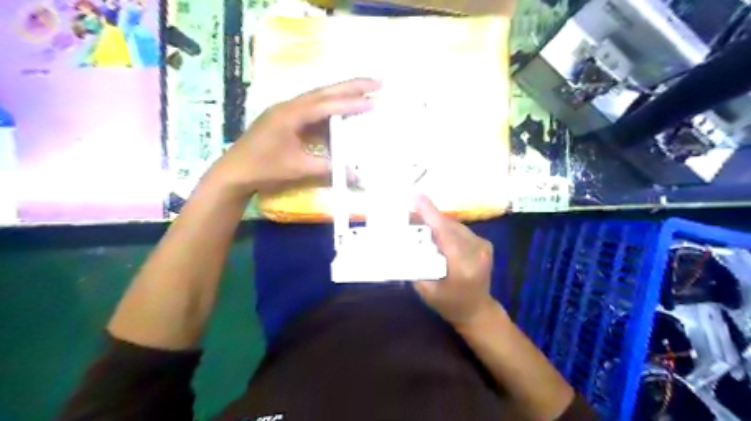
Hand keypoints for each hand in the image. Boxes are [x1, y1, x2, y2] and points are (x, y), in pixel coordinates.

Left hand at [207, 79, 377, 197]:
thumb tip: (356, 175)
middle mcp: (289, 106)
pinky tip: (341, 109)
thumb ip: (327, 168)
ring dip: (341, 93)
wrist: (234, 172)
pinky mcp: (285, 118)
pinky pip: (312, 108)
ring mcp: (286, 110)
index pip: (327, 105)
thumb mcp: (298, 168)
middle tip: (377, 81)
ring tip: (365, 90)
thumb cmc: (264, 169)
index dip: (351, 103)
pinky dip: (330, 107)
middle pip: (325, 91)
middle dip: (352, 86)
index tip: (374, 100)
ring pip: (319, 97)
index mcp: (291, 114)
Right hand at [410, 196, 496, 326]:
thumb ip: (415, 265)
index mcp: (462, 266)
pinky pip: (459, 230)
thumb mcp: (426, 290)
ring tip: (418, 221)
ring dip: (436, 223)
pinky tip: (434, 233)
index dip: (430, 214)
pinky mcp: (484, 243)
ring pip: (454, 225)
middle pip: (448, 226)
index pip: (445, 233)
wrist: (477, 310)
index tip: (415, 197)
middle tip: (407, 212)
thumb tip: (401, 242)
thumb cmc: (449, 304)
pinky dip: (445, 228)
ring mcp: (483, 246)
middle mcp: (476, 251)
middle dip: (427, 217)